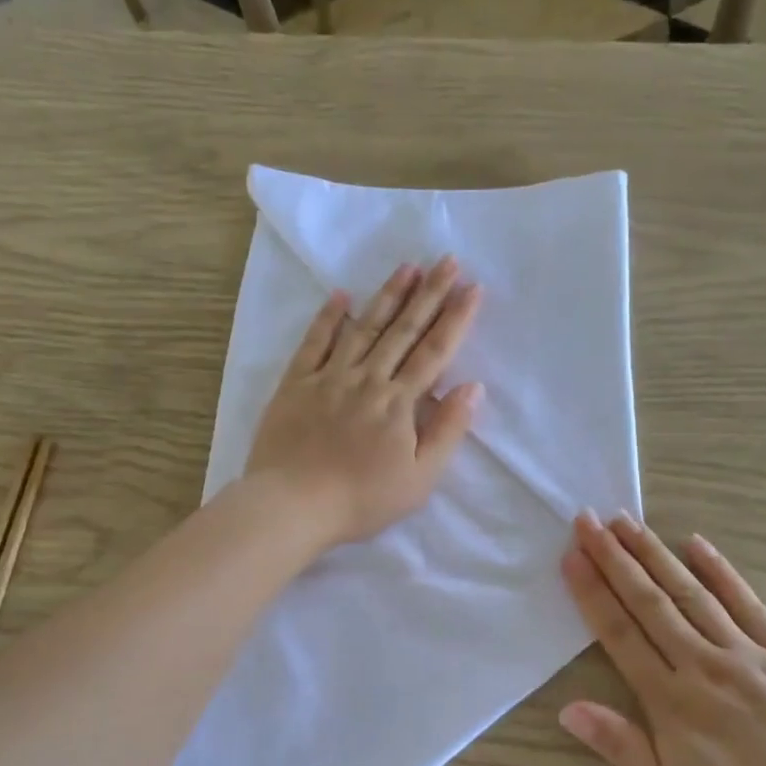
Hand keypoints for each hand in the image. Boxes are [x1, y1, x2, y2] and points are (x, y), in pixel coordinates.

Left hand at [246, 256, 483, 547]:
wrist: (293, 505)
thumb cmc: (361, 500)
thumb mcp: (419, 479)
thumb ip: (447, 431)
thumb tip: (472, 387)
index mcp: (399, 403)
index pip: (435, 352)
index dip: (456, 319)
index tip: (472, 288)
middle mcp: (367, 379)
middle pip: (404, 330)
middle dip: (429, 294)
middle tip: (447, 260)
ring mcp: (329, 377)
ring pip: (364, 328)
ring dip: (387, 296)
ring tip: (407, 267)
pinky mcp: (296, 384)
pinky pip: (314, 343)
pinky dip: (327, 318)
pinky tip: (340, 296)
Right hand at [559, 511, 765, 765]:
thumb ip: (622, 748)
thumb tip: (567, 708)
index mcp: (672, 703)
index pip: (620, 634)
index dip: (592, 593)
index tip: (571, 555)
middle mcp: (705, 666)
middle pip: (650, 602)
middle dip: (615, 558)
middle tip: (588, 519)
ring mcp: (751, 656)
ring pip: (693, 593)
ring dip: (656, 554)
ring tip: (627, 521)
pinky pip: (749, 604)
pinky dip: (722, 572)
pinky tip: (698, 544)